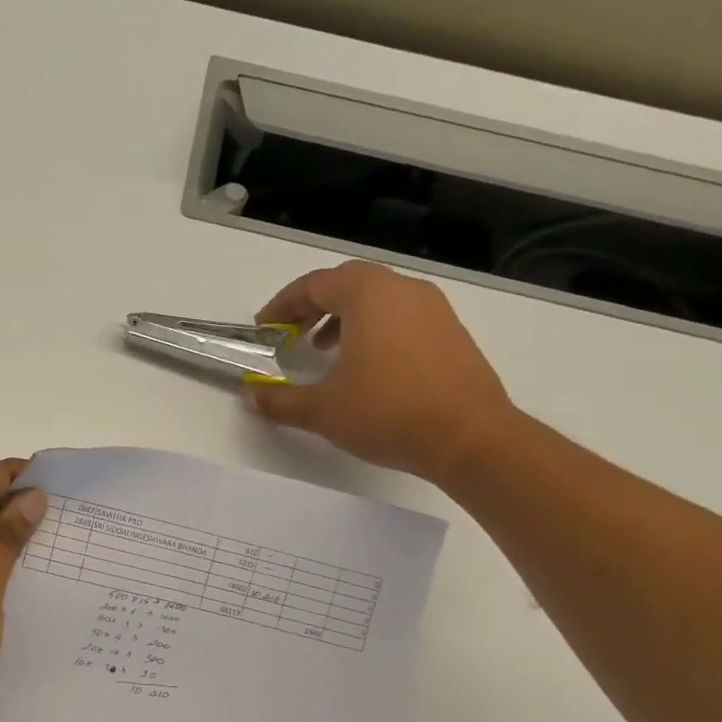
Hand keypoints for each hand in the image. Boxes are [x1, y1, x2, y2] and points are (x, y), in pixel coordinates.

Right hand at [246, 261, 516, 483]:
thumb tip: (250, 396)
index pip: (314, 284)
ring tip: (324, 350)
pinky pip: (401, 316)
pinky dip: (374, 328)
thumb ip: (280, 400)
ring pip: (377, 298)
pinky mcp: (452, 333)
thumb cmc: (388, 412)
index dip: (282, 305)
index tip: (264, 329)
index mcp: (369, 295)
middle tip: (291, 334)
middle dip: (312, 306)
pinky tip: (365, 366)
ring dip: (343, 317)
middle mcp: (403, 291)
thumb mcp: (322, 410)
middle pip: (347, 283)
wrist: (470, 438)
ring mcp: (434, 310)